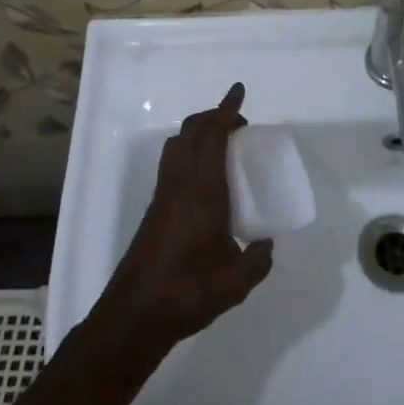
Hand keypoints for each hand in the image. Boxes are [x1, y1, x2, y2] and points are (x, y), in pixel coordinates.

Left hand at [98, 83, 273, 348]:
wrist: (136, 313)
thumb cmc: (189, 290)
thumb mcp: (238, 281)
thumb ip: (258, 259)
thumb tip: (267, 245)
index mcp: (203, 190)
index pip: (212, 136)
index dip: (225, 109)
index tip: (239, 91)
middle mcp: (180, 183)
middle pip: (190, 132)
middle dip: (213, 117)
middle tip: (238, 124)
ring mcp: (164, 195)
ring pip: (177, 145)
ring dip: (198, 133)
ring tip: (223, 146)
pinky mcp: (155, 209)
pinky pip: (173, 164)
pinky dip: (190, 153)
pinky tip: (206, 180)